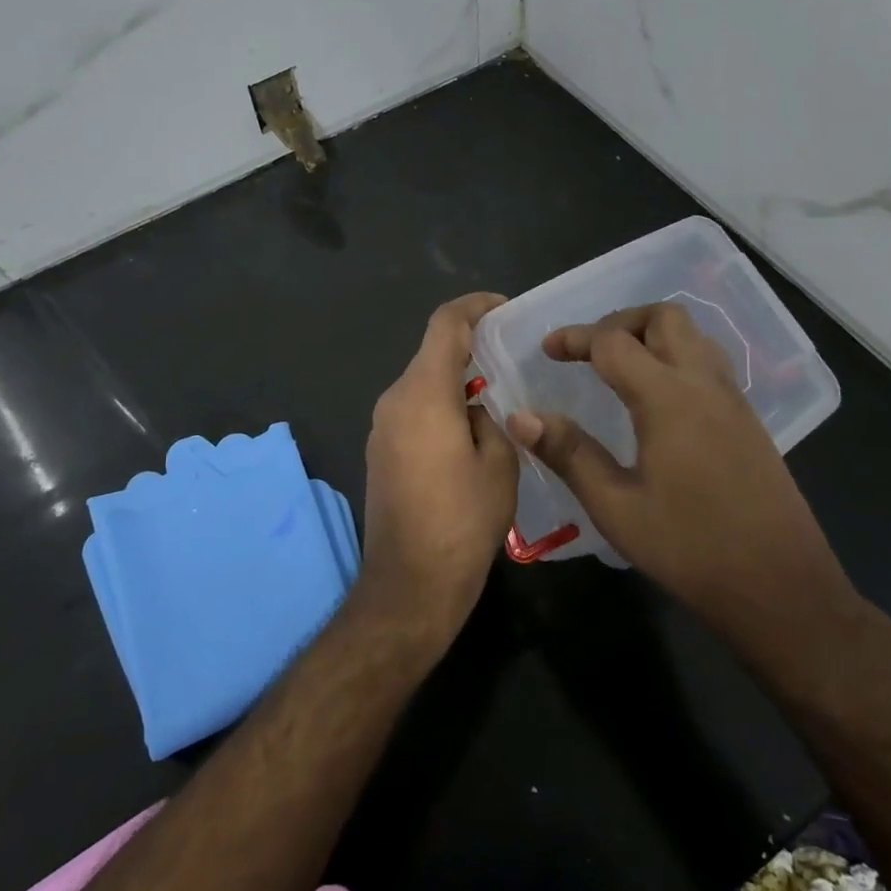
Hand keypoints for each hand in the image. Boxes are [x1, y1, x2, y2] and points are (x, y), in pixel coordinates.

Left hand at [358, 293, 518, 652]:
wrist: (410, 584)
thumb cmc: (462, 521)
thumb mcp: (499, 464)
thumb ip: (491, 421)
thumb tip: (476, 411)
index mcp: (423, 393)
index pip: (445, 325)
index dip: (474, 306)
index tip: (503, 309)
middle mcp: (394, 400)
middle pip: (431, 354)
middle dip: (469, 349)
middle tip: (511, 358)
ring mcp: (381, 427)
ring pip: (422, 385)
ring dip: (455, 382)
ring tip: (497, 398)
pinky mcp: (379, 452)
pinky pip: (413, 412)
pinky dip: (440, 408)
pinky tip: (469, 432)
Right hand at [506, 303, 863, 686]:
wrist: (782, 588)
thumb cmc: (690, 549)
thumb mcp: (616, 507)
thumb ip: (569, 453)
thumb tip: (521, 416)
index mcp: (668, 398)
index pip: (613, 342)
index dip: (575, 338)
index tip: (546, 351)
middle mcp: (704, 384)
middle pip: (663, 318)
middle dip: (619, 322)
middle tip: (587, 352)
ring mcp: (733, 400)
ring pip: (692, 336)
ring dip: (651, 336)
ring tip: (619, 367)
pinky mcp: (748, 420)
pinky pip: (708, 363)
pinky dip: (675, 358)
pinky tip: (657, 399)